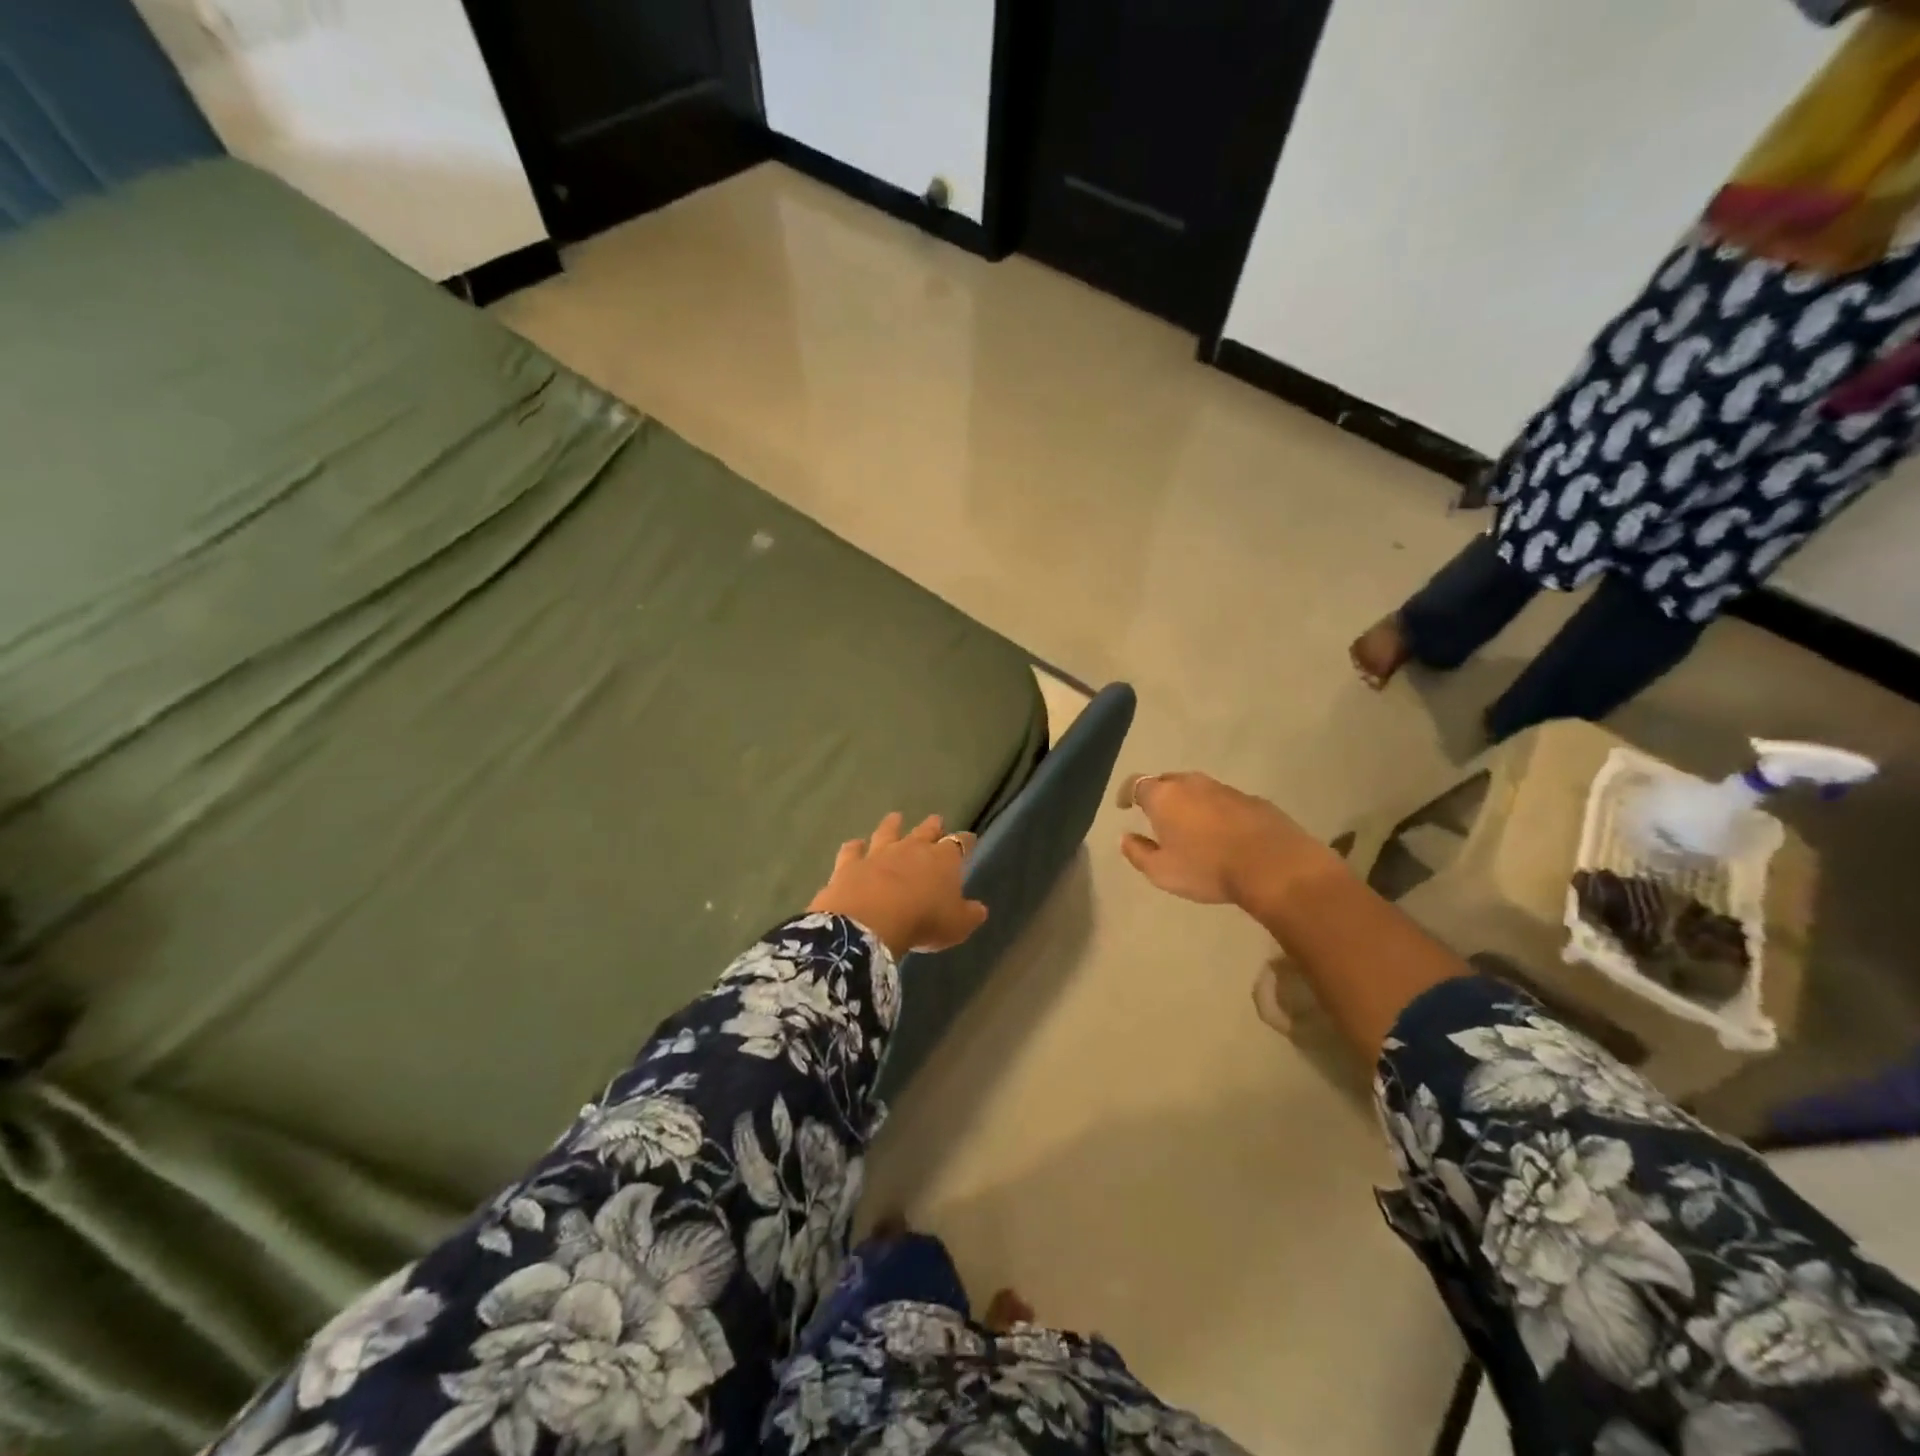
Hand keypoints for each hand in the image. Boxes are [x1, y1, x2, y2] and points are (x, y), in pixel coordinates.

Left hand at [807, 812, 987, 957]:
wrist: (870, 922)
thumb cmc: (923, 922)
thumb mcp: (957, 926)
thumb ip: (969, 915)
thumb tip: (980, 909)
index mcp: (943, 860)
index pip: (959, 844)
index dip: (966, 841)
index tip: (970, 839)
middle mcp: (912, 849)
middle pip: (925, 831)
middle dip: (932, 826)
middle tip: (936, 819)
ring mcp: (878, 853)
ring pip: (887, 832)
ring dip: (892, 825)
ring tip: (895, 817)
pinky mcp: (850, 864)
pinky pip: (852, 850)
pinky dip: (854, 847)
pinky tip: (854, 844)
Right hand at [1118, 772, 1341, 909]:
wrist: (1274, 865)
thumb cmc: (1208, 868)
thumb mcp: (1162, 871)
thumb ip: (1138, 853)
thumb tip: (1125, 838)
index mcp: (1164, 797)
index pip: (1137, 784)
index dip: (1127, 793)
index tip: (1124, 806)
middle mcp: (1192, 784)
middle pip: (1168, 782)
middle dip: (1159, 796)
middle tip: (1157, 816)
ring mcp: (1225, 789)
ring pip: (1198, 790)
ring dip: (1190, 803)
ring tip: (1190, 825)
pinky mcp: (1253, 800)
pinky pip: (1224, 801)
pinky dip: (1217, 812)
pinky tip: (1223, 833)